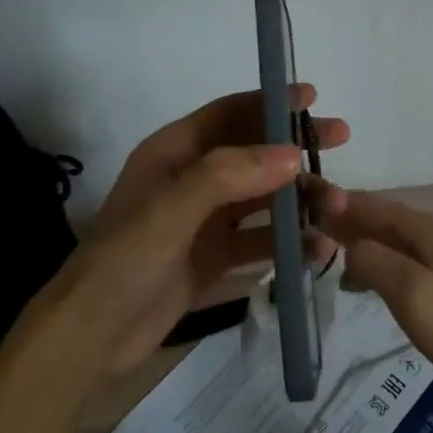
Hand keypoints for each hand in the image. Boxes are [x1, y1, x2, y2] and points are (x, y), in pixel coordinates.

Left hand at [50, 86, 349, 375]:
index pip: (228, 113)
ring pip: (261, 197)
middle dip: (295, 146)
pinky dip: (288, 242)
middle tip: (341, 140)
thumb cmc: (126, 259)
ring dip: (299, 198)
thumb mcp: (172, 208)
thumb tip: (292, 153)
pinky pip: (258, 241)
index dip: (270, 102)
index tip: (313, 98)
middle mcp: (191, 179)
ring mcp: (203, 221)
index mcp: (174, 152)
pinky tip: (319, 250)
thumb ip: (229, 174)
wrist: (92, 334)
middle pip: (252, 152)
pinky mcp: (213, 258)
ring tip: (338, 207)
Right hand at [310, 184, 432, 411]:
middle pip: (376, 218)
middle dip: (340, 221)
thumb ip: (373, 261)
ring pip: (385, 241)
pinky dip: (371, 266)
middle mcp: (428, 235)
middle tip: (302, 235)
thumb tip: (348, 247)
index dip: (334, 201)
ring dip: (353, 245)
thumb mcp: (410, 291)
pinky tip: (358, 285)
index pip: (367, 202)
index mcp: (420, 228)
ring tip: (321, 259)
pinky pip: (396, 263)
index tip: (299, 205)